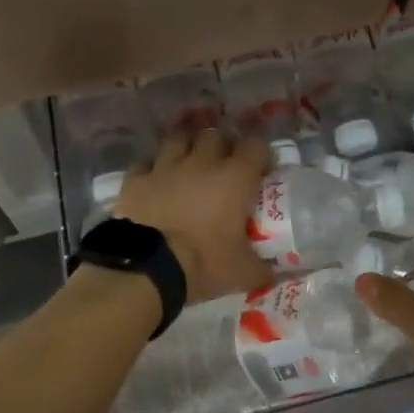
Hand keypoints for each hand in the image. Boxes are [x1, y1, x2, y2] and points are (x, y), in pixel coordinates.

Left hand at [113, 131, 271, 303]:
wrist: (149, 268)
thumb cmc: (204, 263)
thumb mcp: (242, 272)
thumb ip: (263, 270)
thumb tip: (276, 277)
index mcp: (234, 178)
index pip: (256, 146)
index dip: (261, 155)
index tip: (262, 171)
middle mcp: (202, 162)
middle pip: (216, 135)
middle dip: (222, 146)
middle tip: (224, 167)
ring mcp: (166, 166)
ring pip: (179, 139)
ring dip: (187, 148)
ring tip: (189, 165)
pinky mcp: (137, 178)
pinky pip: (145, 163)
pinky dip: (152, 170)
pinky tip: (155, 182)